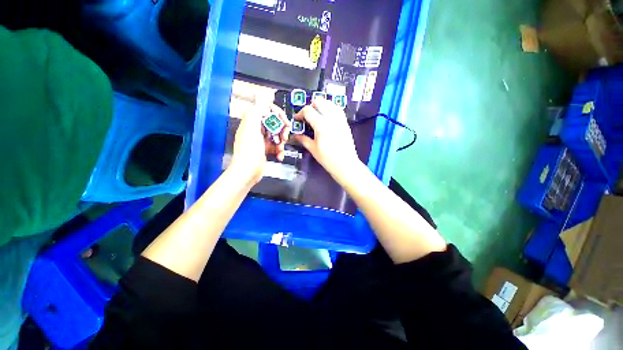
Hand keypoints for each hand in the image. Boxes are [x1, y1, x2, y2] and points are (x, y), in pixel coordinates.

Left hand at [230, 102, 290, 183]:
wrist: (248, 172)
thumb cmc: (249, 151)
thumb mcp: (251, 129)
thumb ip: (256, 112)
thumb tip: (262, 100)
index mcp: (252, 121)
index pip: (266, 109)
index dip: (277, 113)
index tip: (285, 121)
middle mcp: (256, 129)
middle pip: (274, 123)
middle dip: (282, 130)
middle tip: (285, 137)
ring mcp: (261, 140)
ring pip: (277, 135)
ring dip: (282, 142)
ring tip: (280, 149)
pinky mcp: (265, 149)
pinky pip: (276, 146)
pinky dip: (280, 151)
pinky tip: (279, 156)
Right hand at [293, 98, 362, 182]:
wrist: (345, 164)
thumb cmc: (328, 159)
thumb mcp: (313, 149)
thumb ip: (303, 139)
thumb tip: (295, 135)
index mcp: (321, 125)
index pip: (308, 110)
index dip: (300, 113)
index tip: (297, 119)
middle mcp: (331, 118)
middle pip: (319, 102)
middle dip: (311, 106)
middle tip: (307, 116)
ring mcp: (340, 119)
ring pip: (330, 103)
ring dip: (321, 106)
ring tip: (317, 115)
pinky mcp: (345, 123)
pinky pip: (337, 110)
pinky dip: (330, 109)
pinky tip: (327, 117)